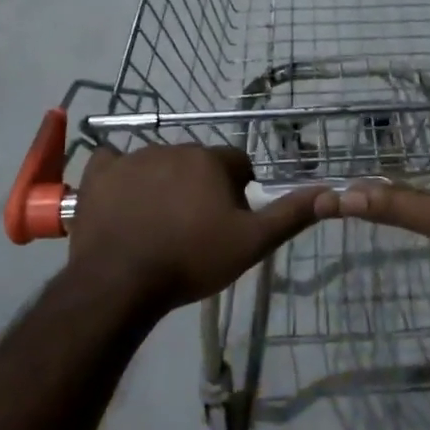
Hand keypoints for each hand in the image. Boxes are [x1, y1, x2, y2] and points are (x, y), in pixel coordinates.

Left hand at [69, 144, 321, 312]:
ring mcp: (133, 157)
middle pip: (198, 163)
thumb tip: (329, 191)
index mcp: (211, 160)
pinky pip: (113, 163)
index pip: (238, 164)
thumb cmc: (191, 260)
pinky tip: (121, 202)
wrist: (121, 282)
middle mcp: (174, 147)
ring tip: (157, 225)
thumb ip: (290, 215)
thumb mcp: (251, 243)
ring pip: (159, 163)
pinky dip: (120, 177)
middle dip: (201, 187)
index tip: (228, 220)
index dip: (238, 191)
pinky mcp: (99, 173)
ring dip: (163, 183)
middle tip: (194, 228)